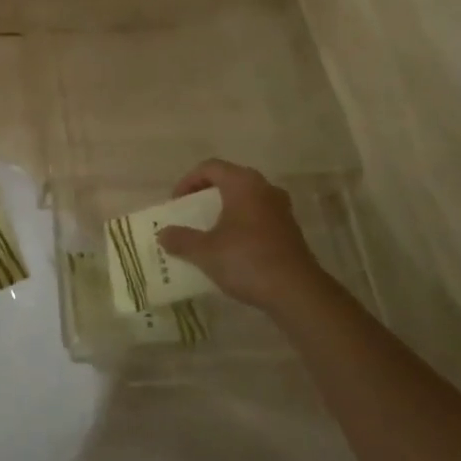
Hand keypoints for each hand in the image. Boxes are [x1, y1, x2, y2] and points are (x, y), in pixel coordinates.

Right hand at [156, 160, 322, 312]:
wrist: (297, 292)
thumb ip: (181, 239)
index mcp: (243, 183)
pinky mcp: (290, 230)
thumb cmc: (247, 260)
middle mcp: (264, 188)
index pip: (210, 167)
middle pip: (229, 180)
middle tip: (190, 213)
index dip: (188, 181)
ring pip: (246, 199)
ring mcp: (281, 209)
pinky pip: (258, 216)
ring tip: (209, 231)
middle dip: (206, 195)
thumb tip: (162, 234)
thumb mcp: (205, 251)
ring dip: (225, 210)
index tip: (176, 203)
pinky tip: (232, 248)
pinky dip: (241, 224)